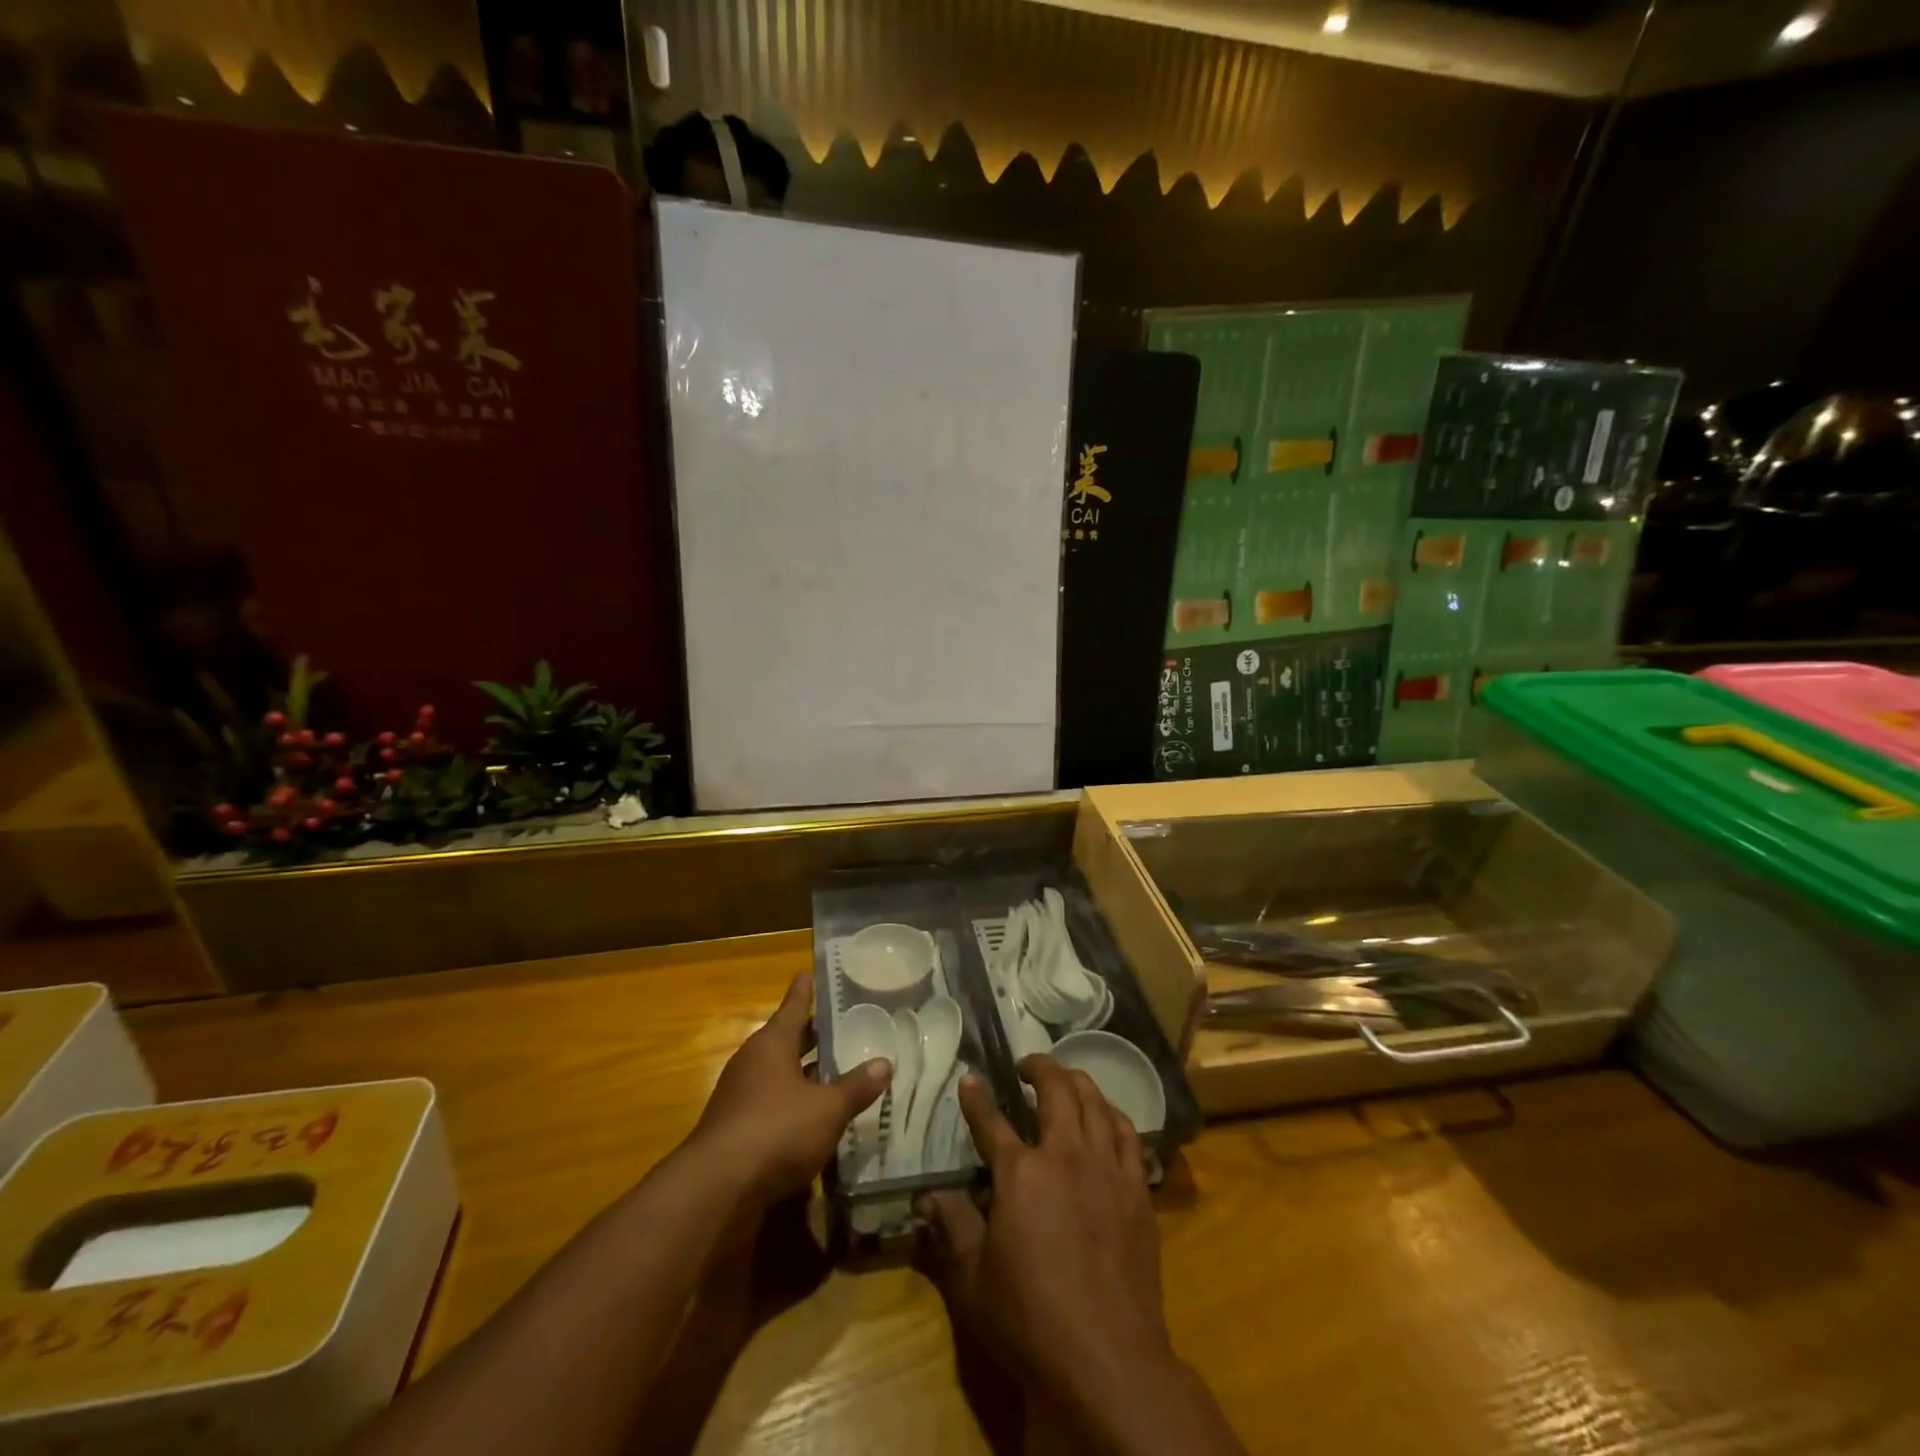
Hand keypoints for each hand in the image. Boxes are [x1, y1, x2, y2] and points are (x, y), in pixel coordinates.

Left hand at [690, 973, 890, 1206]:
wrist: (717, 1190)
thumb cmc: (776, 1131)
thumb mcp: (827, 1109)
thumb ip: (856, 1087)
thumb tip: (885, 1063)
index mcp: (772, 1044)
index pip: (792, 1007)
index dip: (803, 990)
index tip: (807, 971)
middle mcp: (752, 1063)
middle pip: (785, 1040)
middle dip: (810, 1035)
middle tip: (838, 1024)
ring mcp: (739, 1097)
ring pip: (779, 1074)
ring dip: (803, 1072)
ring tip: (835, 1070)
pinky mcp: (735, 1130)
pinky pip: (771, 1104)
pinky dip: (793, 1104)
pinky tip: (814, 1117)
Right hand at [918, 1056, 1171, 1409]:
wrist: (1109, 1360)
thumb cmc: (1031, 1320)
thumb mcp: (974, 1279)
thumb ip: (952, 1227)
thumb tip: (926, 1195)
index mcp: (1021, 1173)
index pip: (991, 1121)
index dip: (976, 1098)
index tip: (970, 1079)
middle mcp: (1066, 1155)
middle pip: (1056, 1090)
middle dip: (1039, 1067)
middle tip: (1027, 1066)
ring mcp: (1107, 1168)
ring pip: (1096, 1102)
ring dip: (1077, 1083)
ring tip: (1066, 1081)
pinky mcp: (1137, 1189)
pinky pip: (1128, 1134)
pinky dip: (1113, 1116)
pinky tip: (1107, 1119)